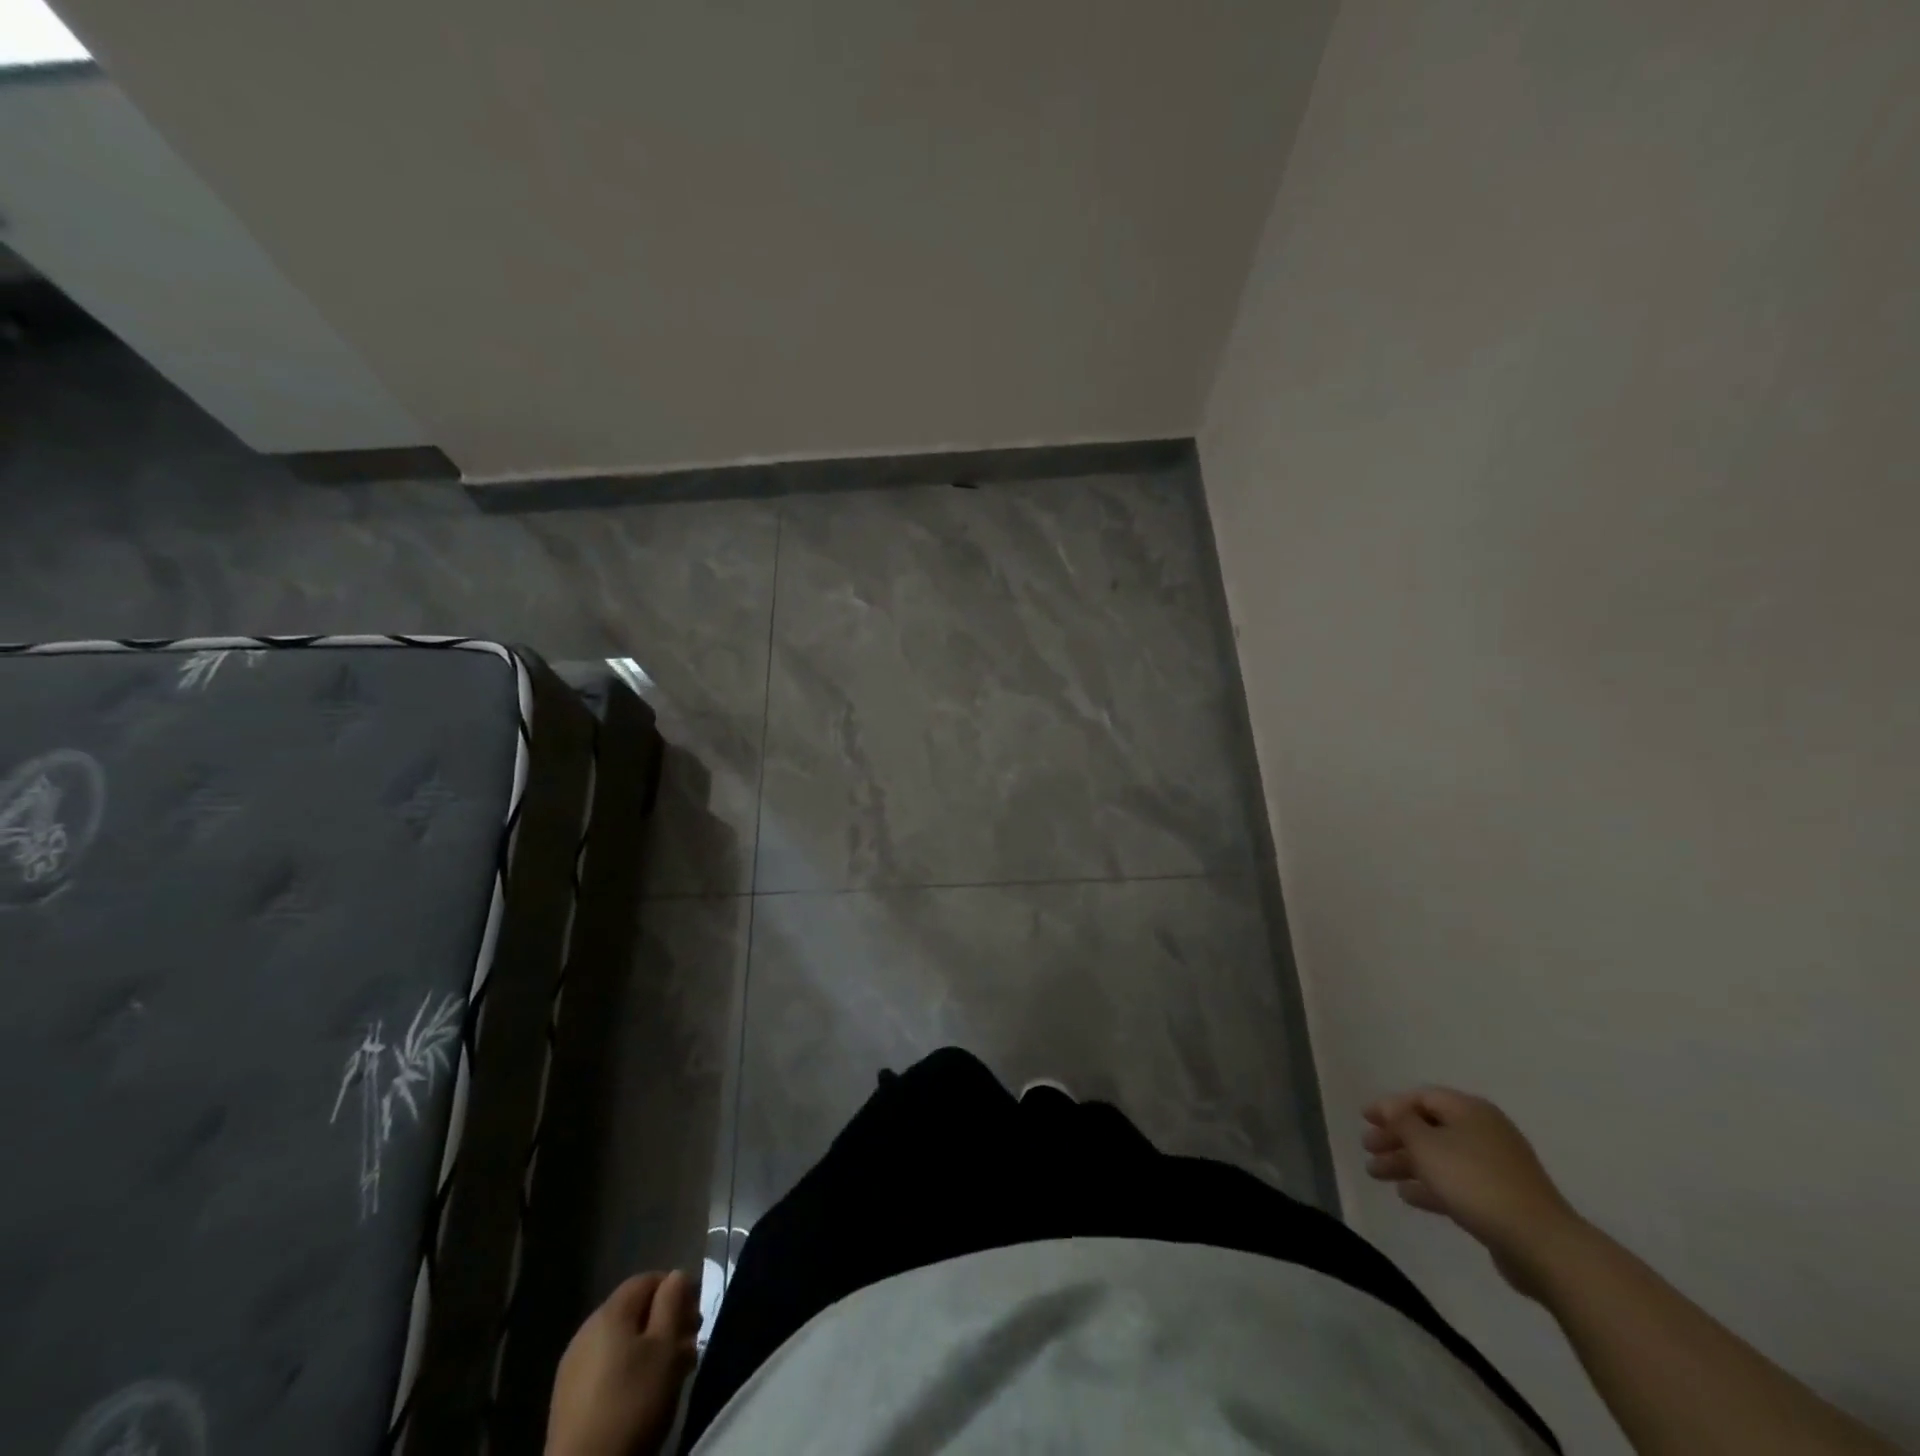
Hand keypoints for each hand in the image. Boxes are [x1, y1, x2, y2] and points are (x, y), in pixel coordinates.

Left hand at [546, 1270, 700, 1455]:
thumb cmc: (633, 1402)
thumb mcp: (666, 1347)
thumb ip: (673, 1303)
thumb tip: (675, 1276)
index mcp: (609, 1313)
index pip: (647, 1279)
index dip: (676, 1288)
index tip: (696, 1314)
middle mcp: (586, 1331)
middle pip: (634, 1311)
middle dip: (666, 1320)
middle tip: (690, 1344)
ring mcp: (573, 1367)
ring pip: (622, 1341)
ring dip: (650, 1347)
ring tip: (673, 1371)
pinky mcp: (567, 1400)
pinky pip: (606, 1367)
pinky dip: (629, 1369)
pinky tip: (644, 1394)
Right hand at [1362, 1087, 1582, 1296]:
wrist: (1540, 1244)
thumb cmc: (1475, 1182)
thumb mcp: (1427, 1145)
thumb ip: (1402, 1121)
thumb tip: (1391, 1107)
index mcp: (1470, 1111)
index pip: (1421, 1097)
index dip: (1390, 1106)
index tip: (1365, 1119)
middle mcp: (1484, 1132)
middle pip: (1429, 1127)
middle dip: (1395, 1138)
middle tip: (1367, 1149)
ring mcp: (1495, 1167)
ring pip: (1440, 1157)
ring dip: (1406, 1163)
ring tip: (1377, 1175)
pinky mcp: (1501, 1199)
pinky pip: (1456, 1183)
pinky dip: (1430, 1185)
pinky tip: (1407, 1196)